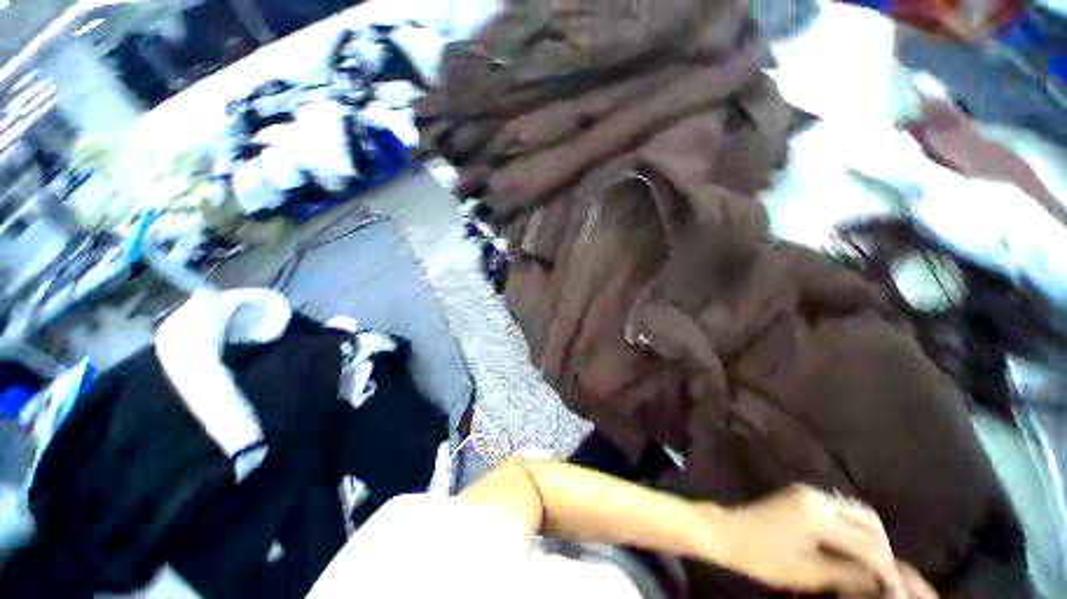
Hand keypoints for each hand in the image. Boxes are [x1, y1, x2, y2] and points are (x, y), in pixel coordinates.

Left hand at [692, 484, 905, 596]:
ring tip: (871, 562)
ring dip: (868, 535)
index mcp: (818, 516)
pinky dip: (851, 526)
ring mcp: (807, 492)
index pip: (867, 541)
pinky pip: (838, 507)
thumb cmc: (763, 557)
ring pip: (855, 510)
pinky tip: (851, 546)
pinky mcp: (800, 494)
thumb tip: (879, 579)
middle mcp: (817, 497)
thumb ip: (847, 574)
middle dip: (881, 546)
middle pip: (867, 518)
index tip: (893, 584)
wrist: (727, 532)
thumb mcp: (808, 573)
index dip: (884, 565)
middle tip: (885, 572)